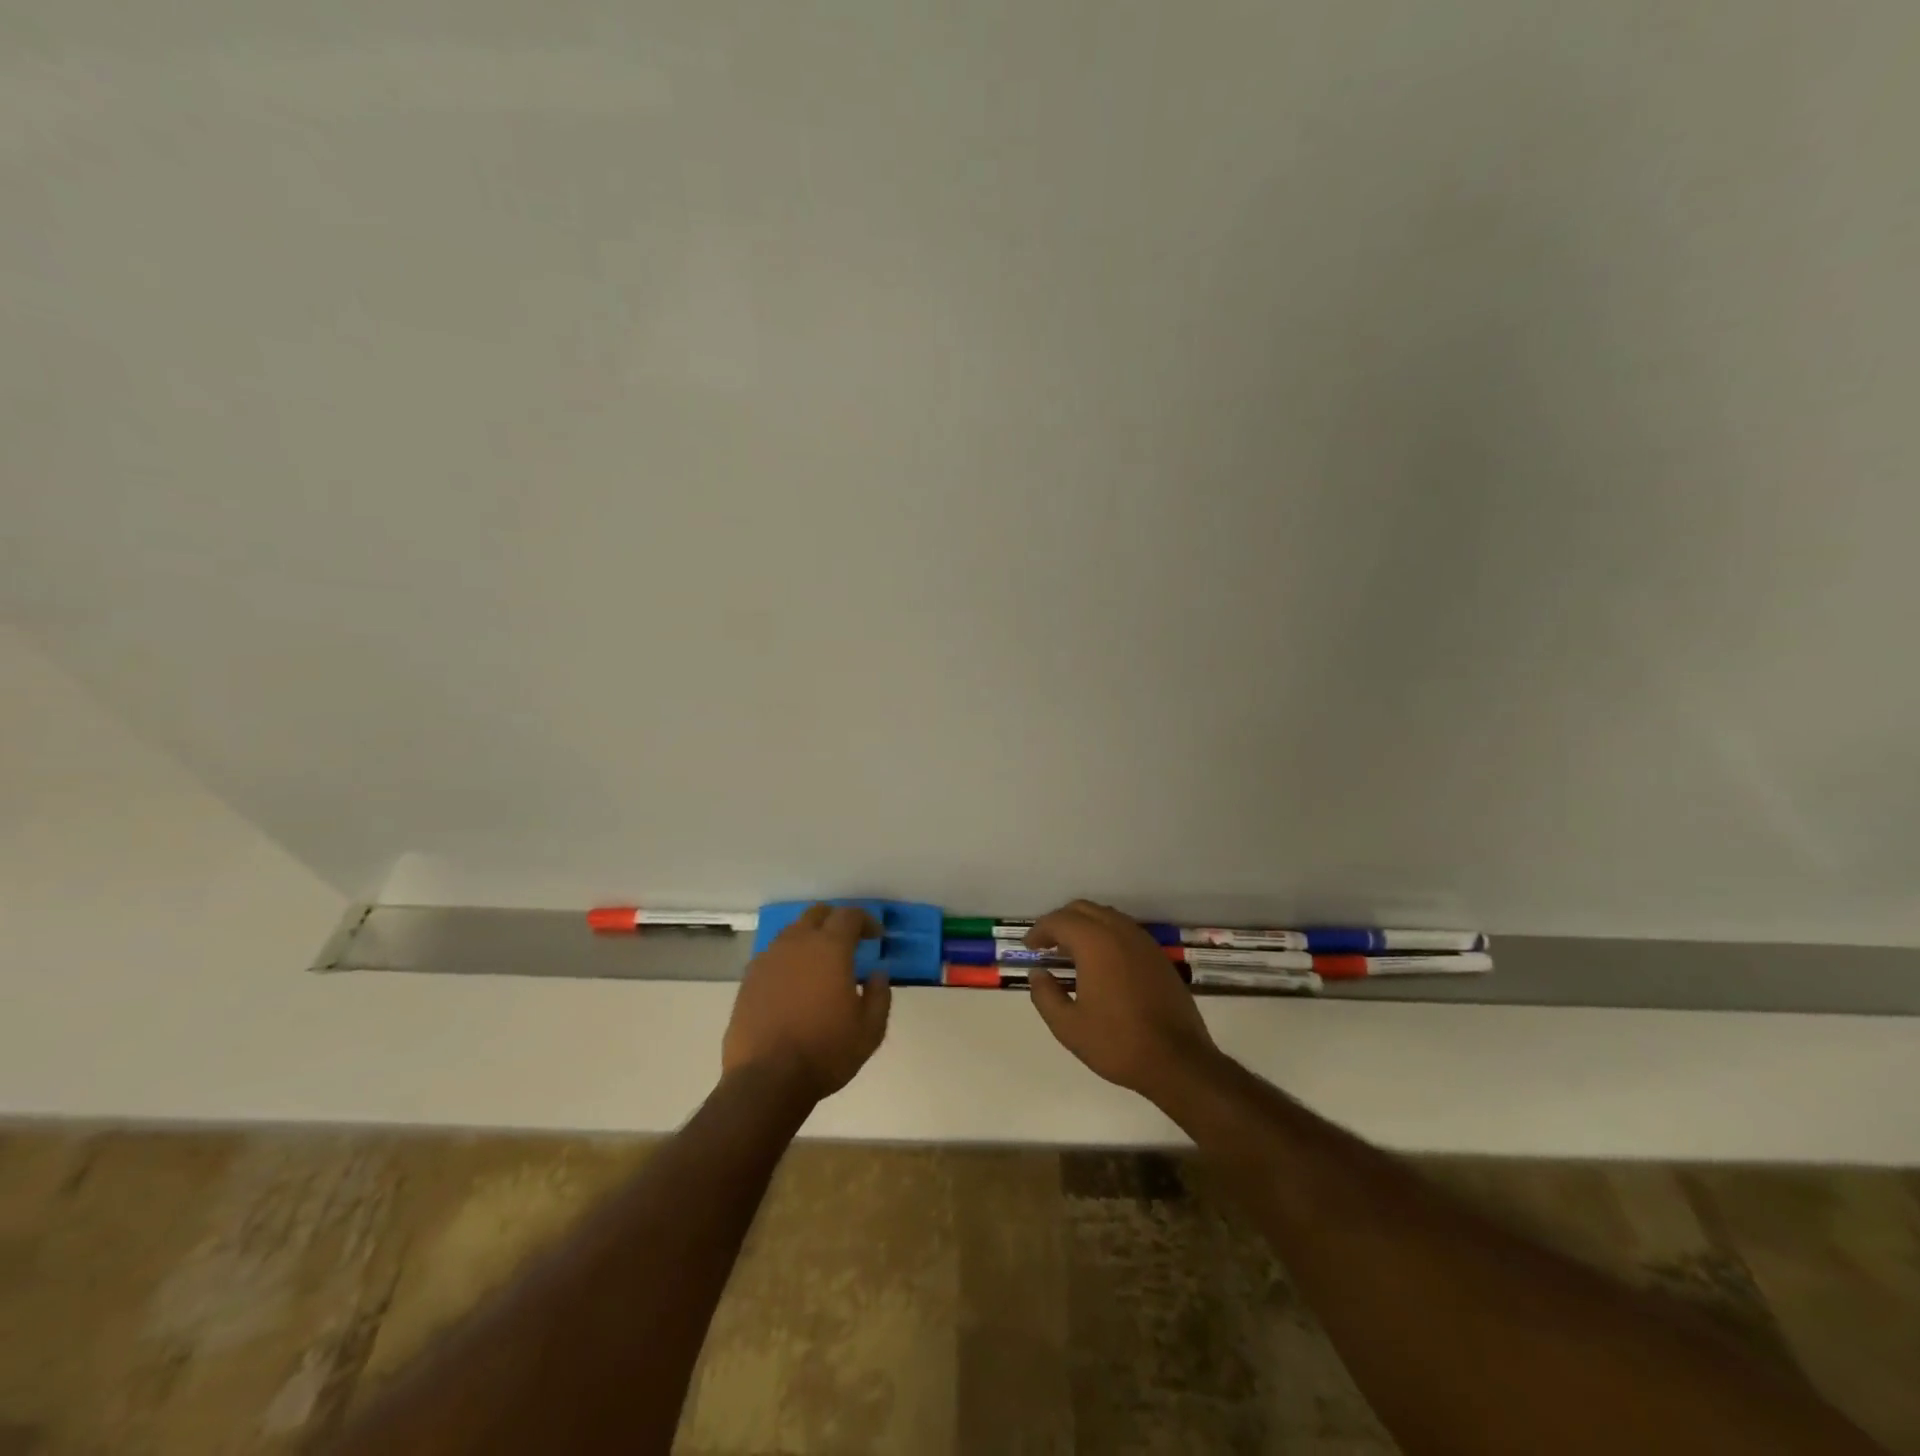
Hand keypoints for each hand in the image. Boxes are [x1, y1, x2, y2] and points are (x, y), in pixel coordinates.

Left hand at [723, 904, 891, 1101]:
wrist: (766, 1079)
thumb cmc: (825, 1051)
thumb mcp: (870, 1030)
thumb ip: (879, 995)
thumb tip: (877, 973)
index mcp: (830, 947)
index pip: (849, 915)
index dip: (866, 920)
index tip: (875, 937)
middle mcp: (797, 943)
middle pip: (817, 914)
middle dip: (835, 920)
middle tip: (848, 941)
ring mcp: (768, 959)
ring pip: (792, 932)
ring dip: (810, 937)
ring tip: (820, 963)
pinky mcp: (749, 979)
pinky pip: (773, 955)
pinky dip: (788, 959)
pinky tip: (794, 983)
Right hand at [1026, 899, 1219, 1102]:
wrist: (1178, 1061)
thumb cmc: (1117, 1043)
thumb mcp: (1068, 1026)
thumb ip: (1045, 995)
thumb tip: (1037, 973)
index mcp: (1095, 943)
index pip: (1059, 920)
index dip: (1039, 931)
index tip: (1029, 948)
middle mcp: (1120, 931)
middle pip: (1083, 909)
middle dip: (1061, 922)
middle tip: (1047, 945)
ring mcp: (1143, 942)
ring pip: (1106, 916)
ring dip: (1084, 926)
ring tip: (1071, 953)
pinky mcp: (1158, 956)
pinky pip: (1125, 930)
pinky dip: (1105, 935)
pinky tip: (1101, 963)